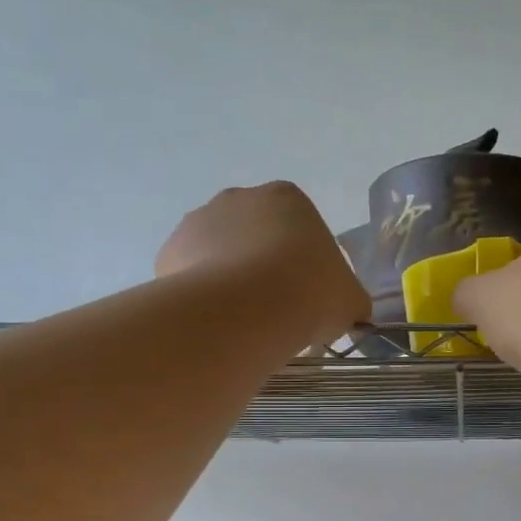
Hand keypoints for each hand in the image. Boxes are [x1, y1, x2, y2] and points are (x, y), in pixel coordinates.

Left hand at [155, 182, 370, 349]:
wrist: (249, 309)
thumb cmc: (311, 292)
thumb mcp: (351, 300)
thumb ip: (350, 300)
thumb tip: (348, 313)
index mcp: (288, 198)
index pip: (298, 226)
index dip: (304, 262)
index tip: (307, 294)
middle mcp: (238, 198)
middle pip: (254, 235)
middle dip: (262, 266)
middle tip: (277, 309)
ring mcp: (197, 221)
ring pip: (219, 254)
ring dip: (231, 279)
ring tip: (246, 321)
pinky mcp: (169, 252)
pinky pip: (191, 276)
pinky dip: (203, 296)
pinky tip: (218, 322)